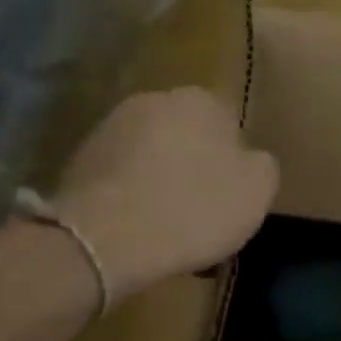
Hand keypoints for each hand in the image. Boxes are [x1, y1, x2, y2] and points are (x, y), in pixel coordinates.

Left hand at [54, 88, 277, 299]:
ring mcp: (110, 128)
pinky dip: (130, 197)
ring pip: (151, 156)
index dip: (233, 159)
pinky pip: (120, 178)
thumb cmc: (194, 207)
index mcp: (201, 100)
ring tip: (168, 225)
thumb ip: (261, 164)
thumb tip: (249, 159)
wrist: (105, 240)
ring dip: (160, 180)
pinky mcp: (79, 161)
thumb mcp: (258, 189)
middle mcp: (153, 100)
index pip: (228, 122)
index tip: (232, 192)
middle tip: (203, 208)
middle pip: (186, 136)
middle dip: (194, 165)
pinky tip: (138, 230)